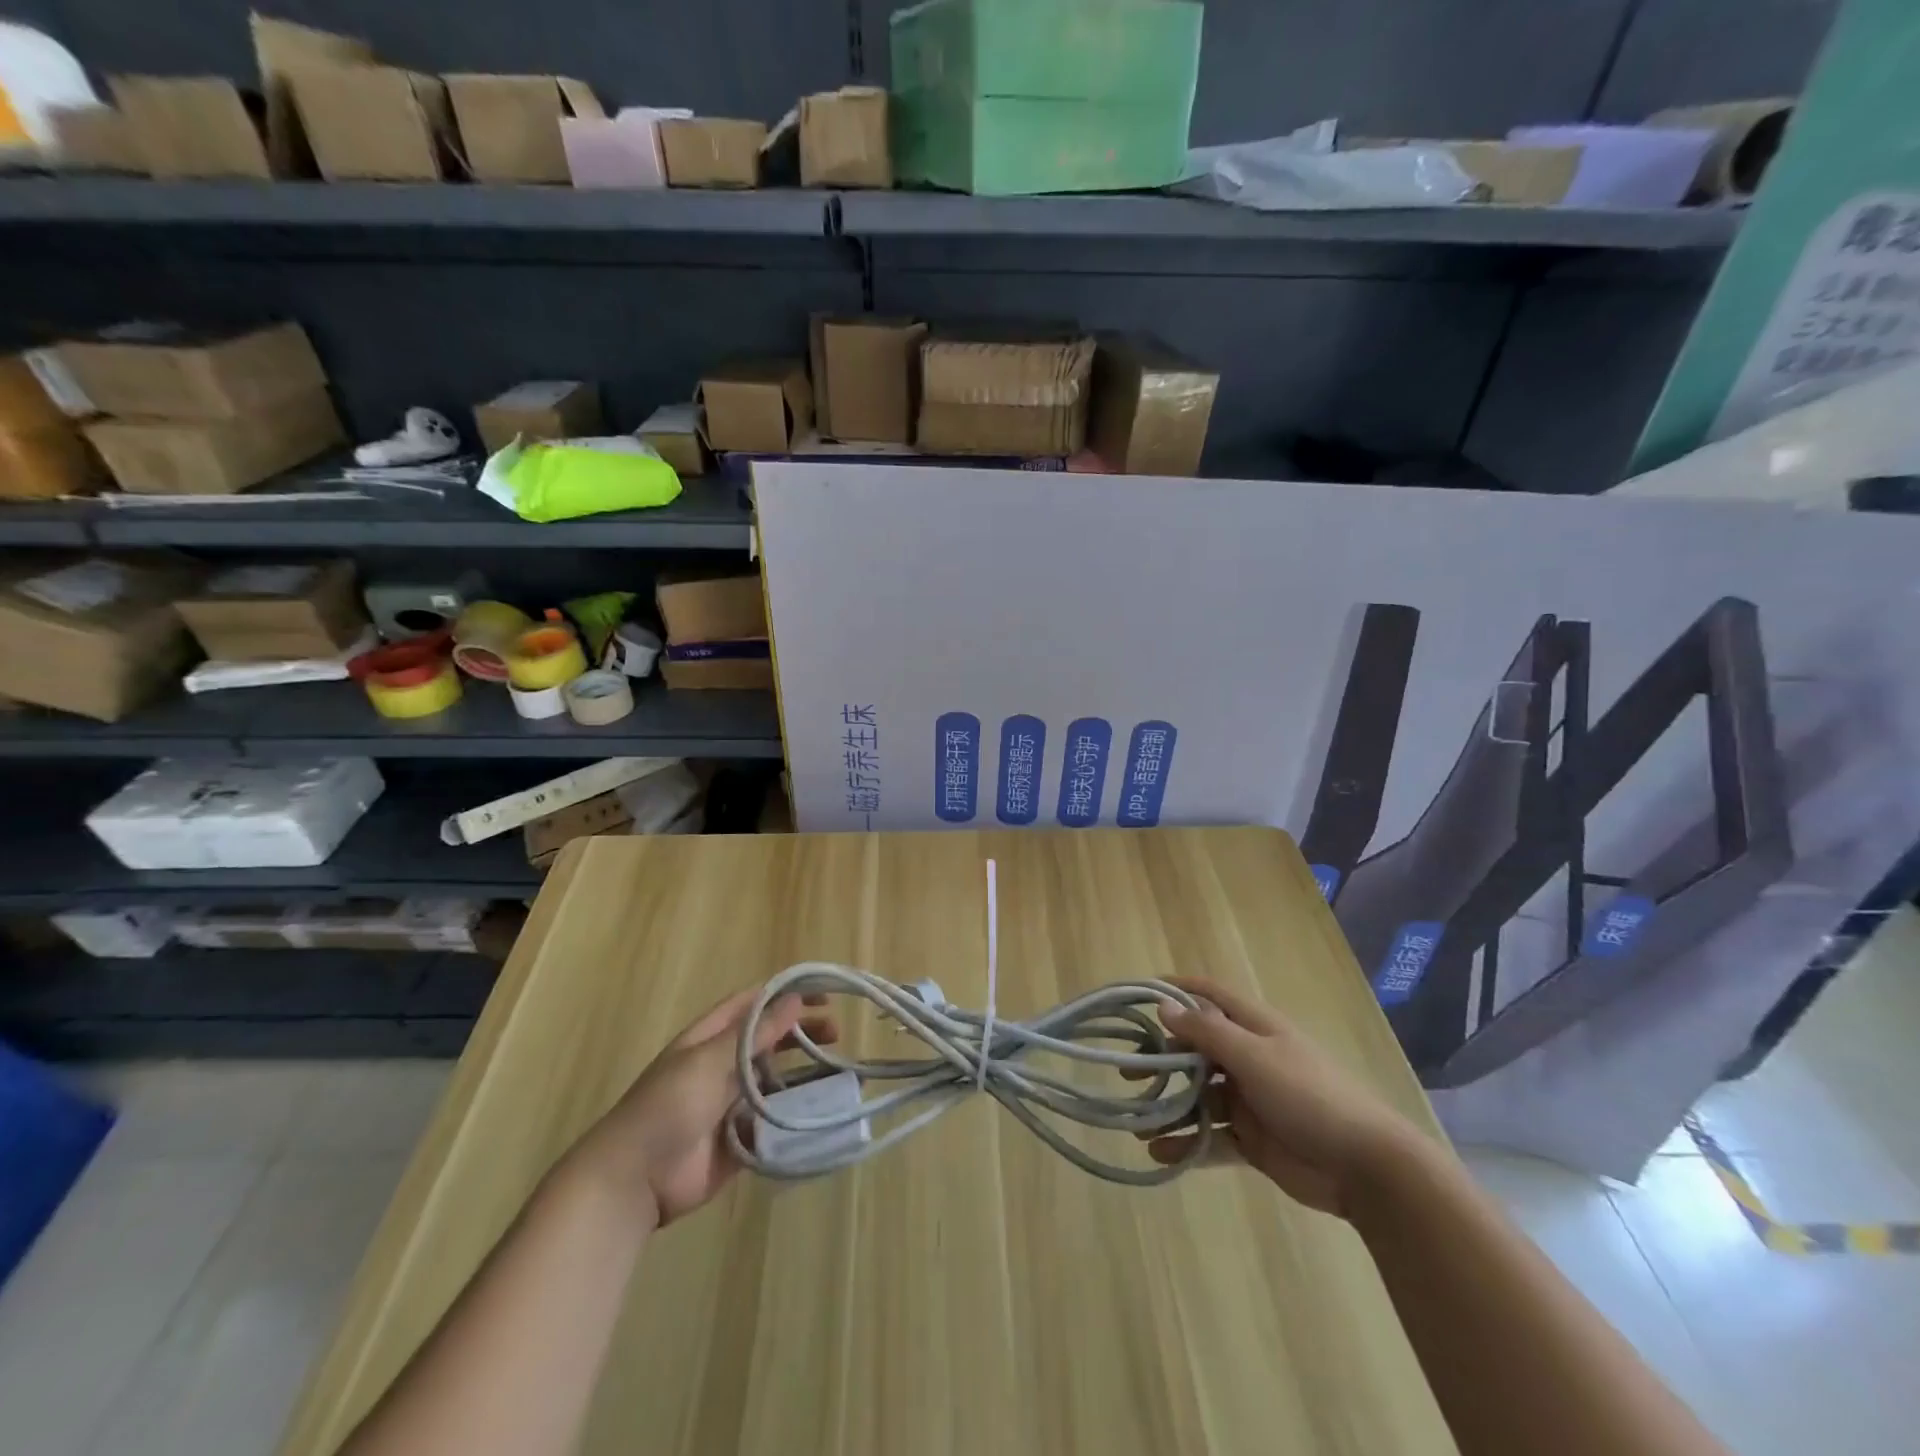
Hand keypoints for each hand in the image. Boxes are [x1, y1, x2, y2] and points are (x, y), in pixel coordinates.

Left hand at [569, 987, 837, 1228]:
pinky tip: (824, 1111)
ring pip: (777, 1079)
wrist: (634, 1180)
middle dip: (802, 1031)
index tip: (824, 993)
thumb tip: (794, 999)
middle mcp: (723, 1064)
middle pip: (770, 1039)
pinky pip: (775, 1120)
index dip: (788, 994)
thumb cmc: (667, 1107)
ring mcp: (732, 1103)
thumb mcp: (709, 1061)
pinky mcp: (740, 1138)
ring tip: (840, 1071)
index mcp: (711, 1038)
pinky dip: (798, 1114)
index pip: (755, 1004)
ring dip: (805, 1073)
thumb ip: (754, 1033)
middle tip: (837, 1033)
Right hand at [1151, 976, 1422, 1217]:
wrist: (1366, 1167)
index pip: (1210, 996)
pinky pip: (1211, 1137)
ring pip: (1199, 1097)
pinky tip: (1160, 1153)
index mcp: (1254, 1029)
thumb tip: (1163, 1005)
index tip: (1138, 995)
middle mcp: (1249, 1058)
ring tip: (1140, 1121)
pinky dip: (1186, 1144)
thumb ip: (1206, 1033)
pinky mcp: (1252, 1139)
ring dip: (1171, 1107)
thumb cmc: (1309, 1095)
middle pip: (1197, 1049)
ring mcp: (1250, 1100)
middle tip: (1129, 1072)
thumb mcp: (1254, 1057)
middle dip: (1163, 1058)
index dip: (1176, 990)